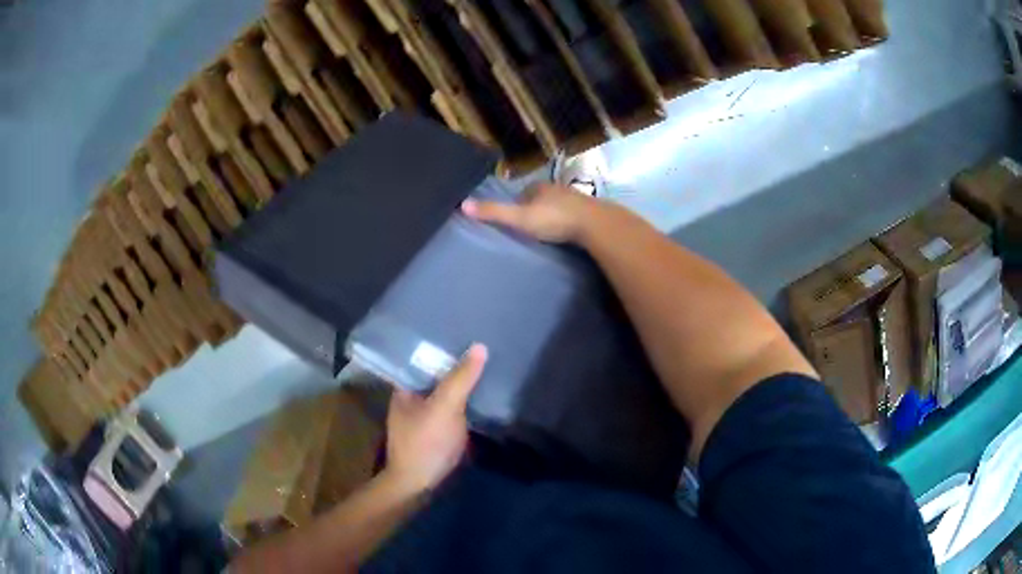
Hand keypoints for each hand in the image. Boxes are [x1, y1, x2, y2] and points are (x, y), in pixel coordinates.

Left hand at [384, 344, 486, 493]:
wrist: (418, 485)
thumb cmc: (425, 442)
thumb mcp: (445, 407)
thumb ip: (461, 378)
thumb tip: (480, 346)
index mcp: (404, 387)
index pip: (420, 355)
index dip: (440, 343)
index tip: (463, 331)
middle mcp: (410, 397)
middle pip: (434, 373)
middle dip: (455, 362)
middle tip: (481, 344)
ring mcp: (423, 415)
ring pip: (444, 390)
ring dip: (461, 382)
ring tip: (486, 364)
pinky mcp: (436, 430)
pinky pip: (451, 407)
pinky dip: (464, 400)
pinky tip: (481, 393)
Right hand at [461, 183, 596, 242]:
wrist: (594, 224)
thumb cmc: (555, 219)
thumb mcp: (520, 218)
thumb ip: (494, 212)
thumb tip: (463, 205)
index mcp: (539, 187)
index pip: (523, 192)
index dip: (518, 204)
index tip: (515, 218)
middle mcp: (557, 188)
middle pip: (541, 198)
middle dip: (536, 208)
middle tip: (530, 226)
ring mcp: (576, 199)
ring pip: (558, 205)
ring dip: (553, 214)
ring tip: (548, 230)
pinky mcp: (590, 211)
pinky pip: (574, 214)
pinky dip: (568, 221)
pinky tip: (567, 232)